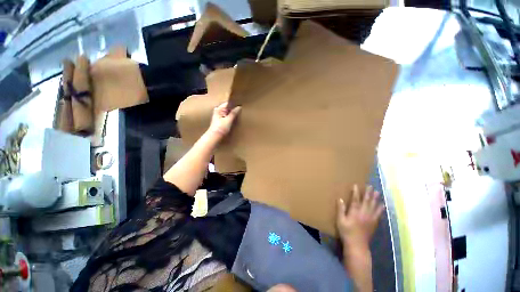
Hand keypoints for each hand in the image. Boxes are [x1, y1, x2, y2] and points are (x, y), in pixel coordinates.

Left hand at [207, 102, 241, 137]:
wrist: (214, 137)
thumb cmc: (221, 128)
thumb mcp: (229, 120)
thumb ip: (234, 113)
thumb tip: (239, 107)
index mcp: (218, 109)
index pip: (227, 103)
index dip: (233, 104)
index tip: (239, 104)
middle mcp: (217, 111)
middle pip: (227, 108)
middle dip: (232, 108)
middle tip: (240, 109)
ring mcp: (218, 116)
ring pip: (226, 112)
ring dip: (231, 113)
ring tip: (238, 114)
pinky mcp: (219, 121)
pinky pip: (226, 117)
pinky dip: (229, 117)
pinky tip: (233, 120)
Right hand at [336, 185, 384, 248]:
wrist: (357, 245)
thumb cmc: (346, 232)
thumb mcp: (340, 221)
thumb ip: (341, 210)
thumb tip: (340, 199)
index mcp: (355, 212)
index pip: (355, 200)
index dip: (356, 192)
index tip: (356, 185)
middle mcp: (364, 213)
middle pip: (367, 201)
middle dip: (368, 193)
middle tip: (370, 186)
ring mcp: (370, 219)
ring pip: (374, 206)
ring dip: (375, 198)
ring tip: (377, 192)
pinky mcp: (374, 223)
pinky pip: (378, 214)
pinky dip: (381, 209)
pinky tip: (382, 205)